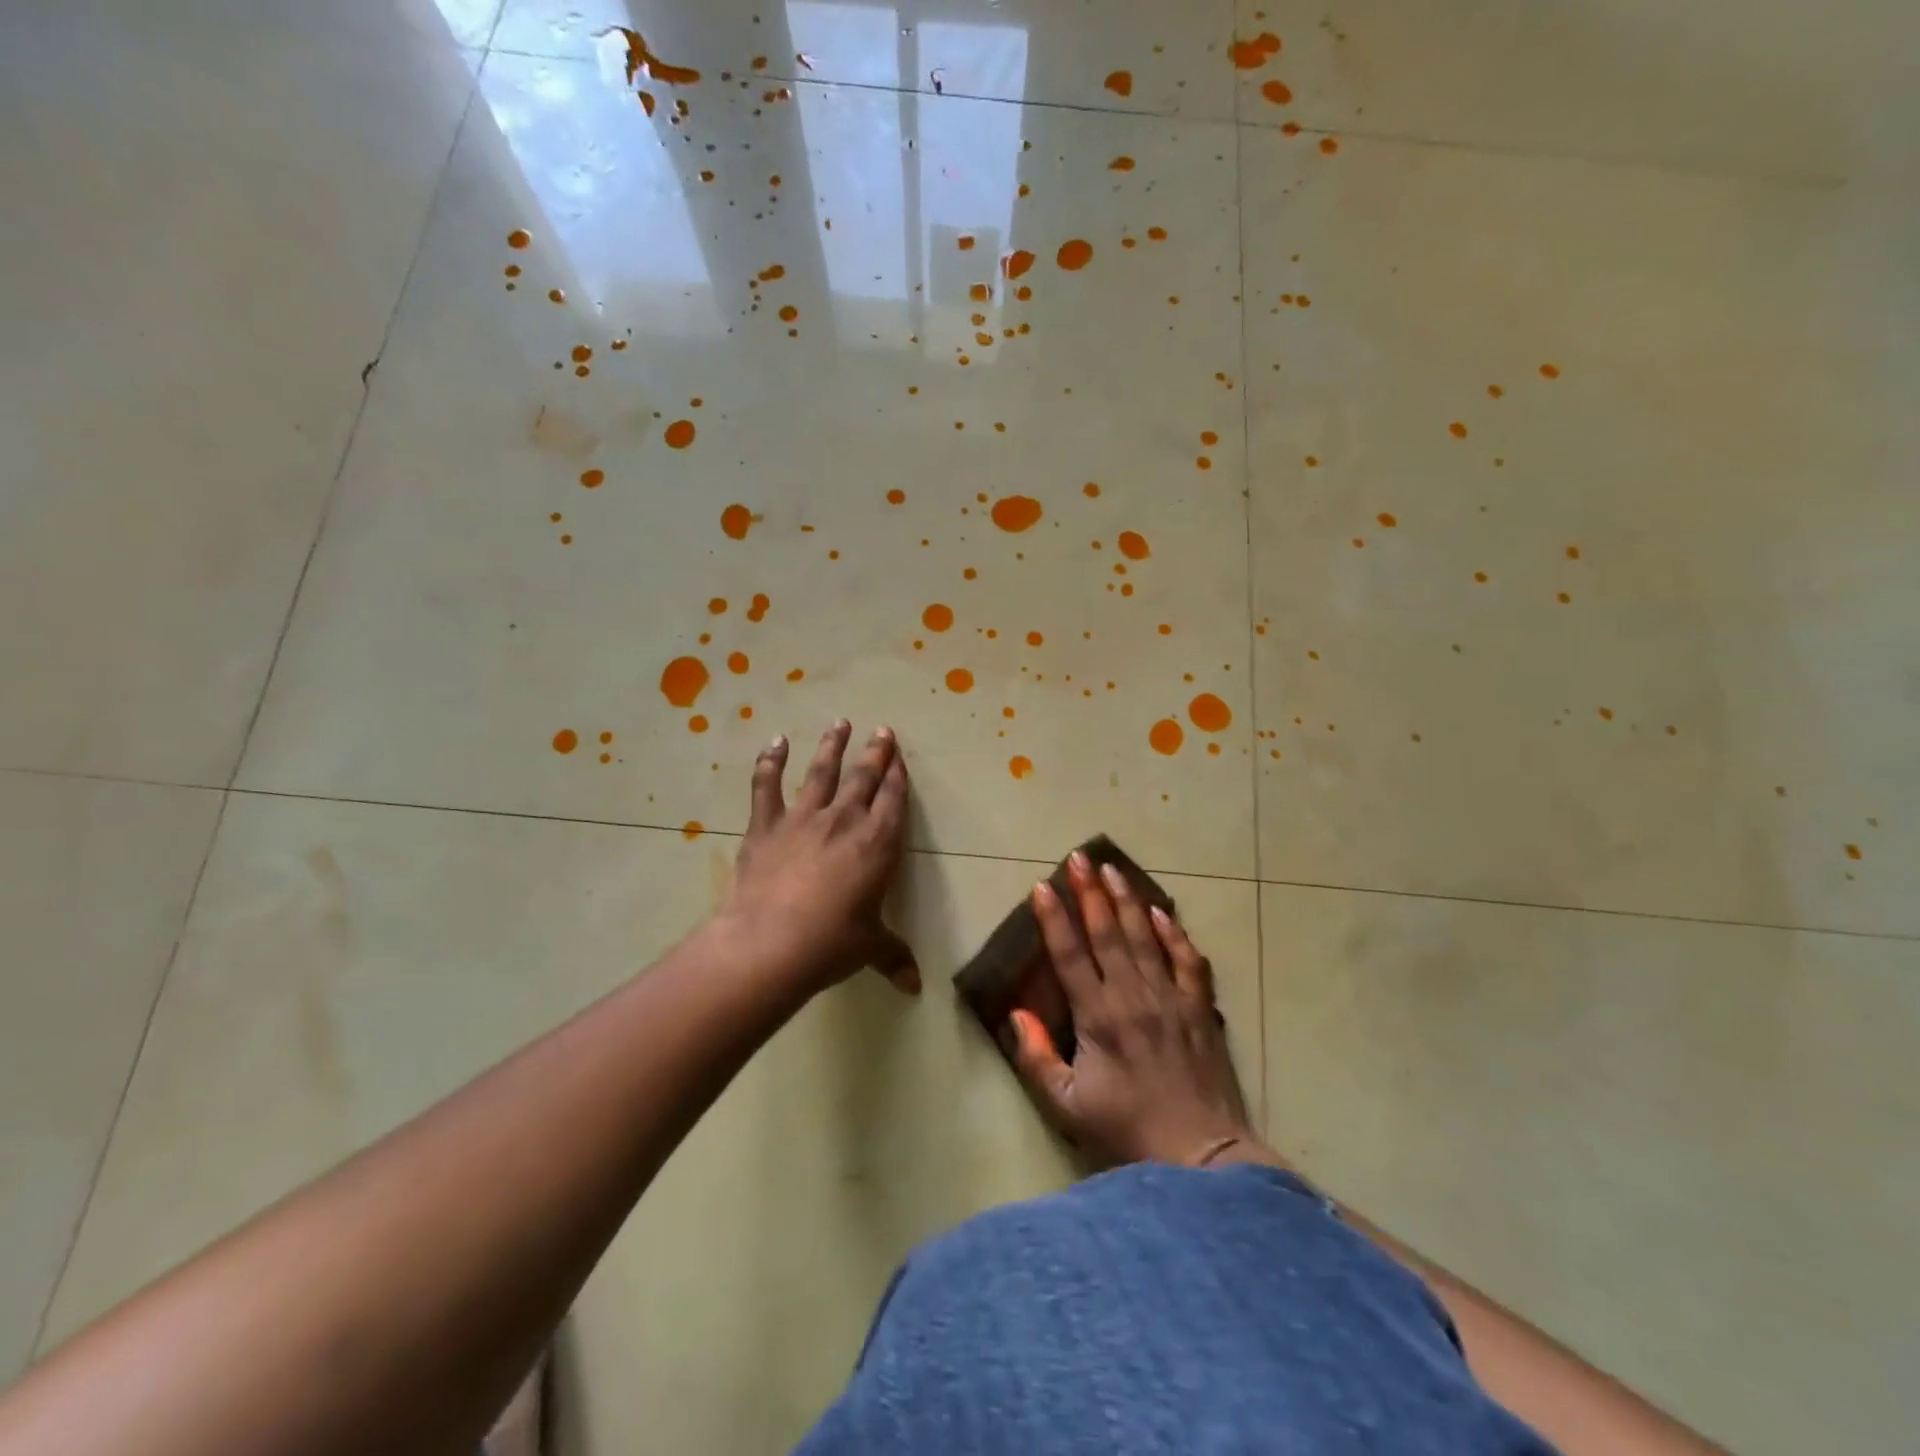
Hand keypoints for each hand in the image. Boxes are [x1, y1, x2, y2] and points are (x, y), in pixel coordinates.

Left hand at [718, 721, 918, 995]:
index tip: (899, 756)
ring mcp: (803, 818)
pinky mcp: (766, 826)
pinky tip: (774, 743)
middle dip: (875, 752)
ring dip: (831, 746)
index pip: (893, 800)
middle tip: (882, 730)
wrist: (769, 943)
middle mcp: (844, 821)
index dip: (897, 776)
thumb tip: (914, 987)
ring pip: (821, 772)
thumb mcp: (869, 948)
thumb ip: (893, 957)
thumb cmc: (831, 943)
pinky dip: (769, 762)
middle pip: (863, 777)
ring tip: (839, 722)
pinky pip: (767, 786)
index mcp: (877, 843)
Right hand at [1010, 851, 1254, 1167]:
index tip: (1043, 886)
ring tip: (1112, 868)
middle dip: (1090, 892)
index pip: (1070, 955)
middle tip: (1078, 857)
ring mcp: (1170, 998)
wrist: (1201, 1157)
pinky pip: (1187, 960)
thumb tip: (1016, 1014)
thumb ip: (1037, 1058)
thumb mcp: (1068, 1106)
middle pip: (1107, 933)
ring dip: (1126, 900)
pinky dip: (1174, 933)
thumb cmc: (1127, 1132)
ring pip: (1144, 937)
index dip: (1055, 919)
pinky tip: (1162, 911)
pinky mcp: (1200, 1009)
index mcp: (1097, 1017)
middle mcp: (1132, 996)